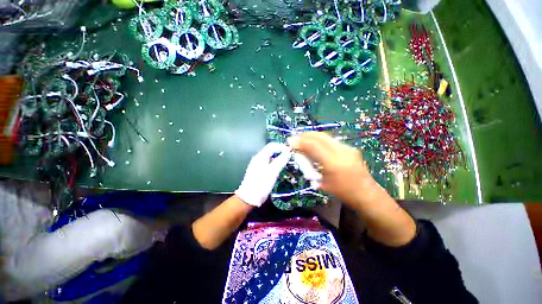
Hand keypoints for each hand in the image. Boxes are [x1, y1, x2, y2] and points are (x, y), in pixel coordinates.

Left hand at [235, 143, 291, 206]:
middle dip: (281, 152)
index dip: (282, 146)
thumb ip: (281, 160)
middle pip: (271, 151)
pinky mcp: (259, 171)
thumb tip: (289, 151)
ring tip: (287, 161)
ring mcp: (258, 165)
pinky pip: (268, 164)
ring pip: (270, 158)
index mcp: (261, 156)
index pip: (272, 146)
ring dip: (278, 158)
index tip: (291, 150)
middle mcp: (258, 158)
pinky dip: (275, 164)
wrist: (249, 197)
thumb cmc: (261, 183)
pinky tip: (280, 168)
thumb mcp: (273, 171)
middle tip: (290, 156)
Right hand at [291, 132, 416, 246]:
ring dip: (312, 136)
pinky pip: (330, 140)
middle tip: (295, 138)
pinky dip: (320, 140)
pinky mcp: (349, 148)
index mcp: (332, 162)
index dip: (300, 141)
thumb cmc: (342, 192)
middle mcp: (341, 151)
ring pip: (325, 136)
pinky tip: (315, 144)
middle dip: (305, 135)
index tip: (289, 141)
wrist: (366, 194)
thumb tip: (299, 155)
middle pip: (319, 136)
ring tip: (303, 139)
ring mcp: (347, 148)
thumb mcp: (322, 182)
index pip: (313, 145)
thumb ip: (310, 166)